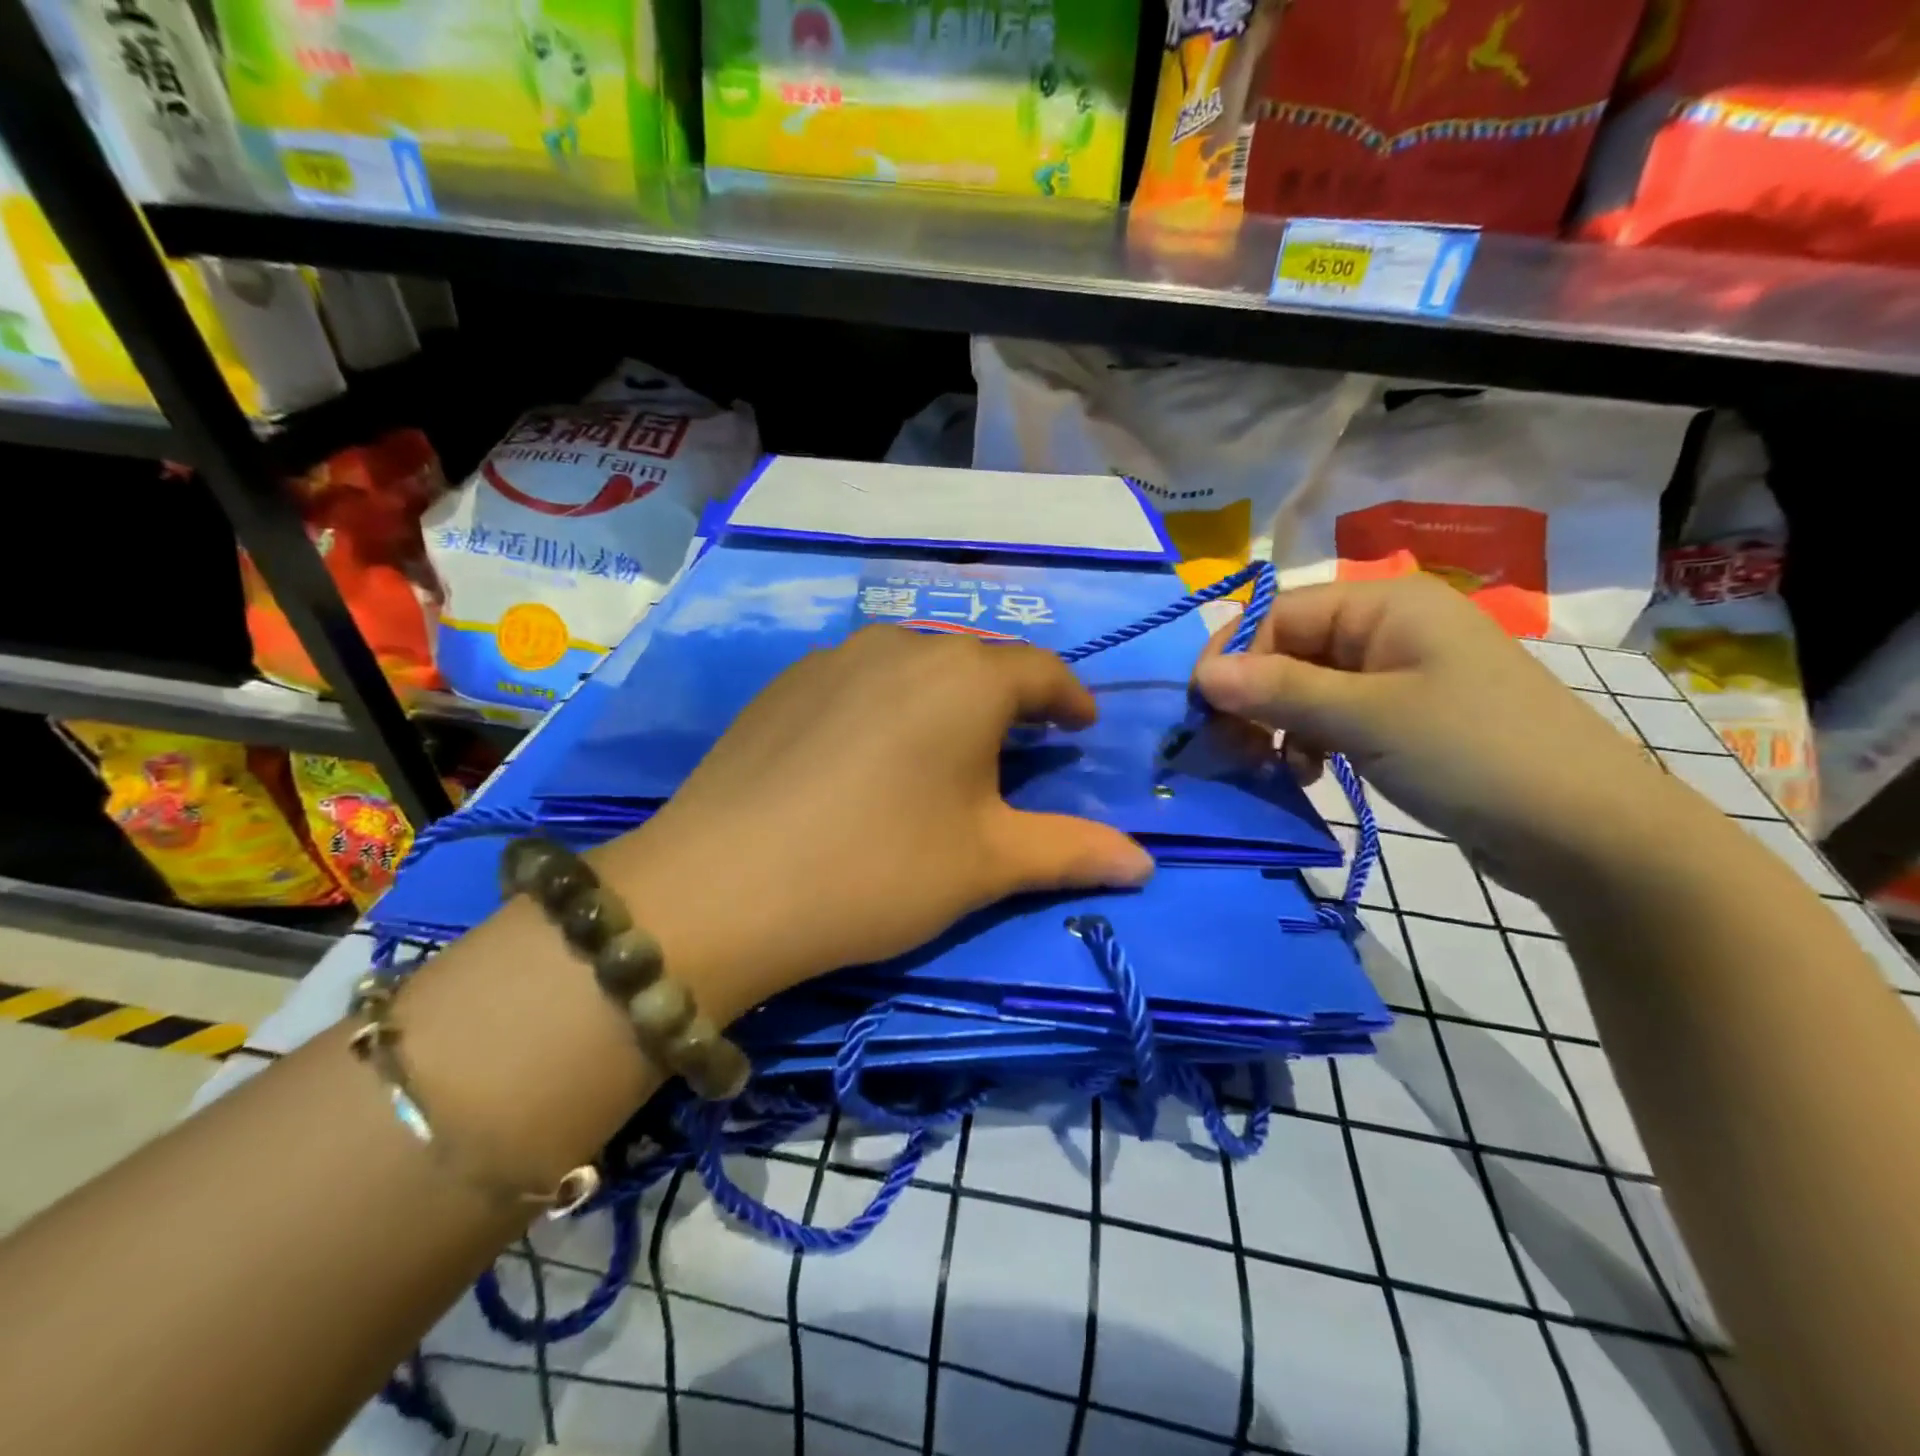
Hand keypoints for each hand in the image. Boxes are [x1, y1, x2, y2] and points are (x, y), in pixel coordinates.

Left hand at [597, 626, 1153, 1019]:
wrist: (722, 886)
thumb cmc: (878, 869)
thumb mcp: (986, 864)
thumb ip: (1071, 851)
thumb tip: (1145, 864)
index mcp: (966, 678)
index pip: (1040, 671)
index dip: (1069, 699)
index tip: (1081, 727)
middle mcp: (902, 646)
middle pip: (976, 661)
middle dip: (1009, 697)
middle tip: (1020, 741)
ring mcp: (834, 657)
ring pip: (914, 662)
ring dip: (946, 694)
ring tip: (947, 741)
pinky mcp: (784, 682)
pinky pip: (859, 677)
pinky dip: (887, 701)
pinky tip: (870, 749)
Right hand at [1191, 574, 1694, 903]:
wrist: (1587, 833)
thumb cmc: (1474, 754)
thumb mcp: (1366, 717)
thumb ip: (1278, 690)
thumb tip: (1201, 673)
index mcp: (1385, 604)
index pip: (1279, 614)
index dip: (1234, 657)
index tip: (1202, 710)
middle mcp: (1389, 629)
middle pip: (1290, 650)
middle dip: (1254, 697)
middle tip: (1232, 747)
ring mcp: (1399, 676)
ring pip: (1306, 689)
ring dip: (1279, 725)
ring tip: (1275, 768)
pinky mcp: (1405, 720)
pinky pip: (1334, 718)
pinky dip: (1310, 743)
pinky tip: (1308, 775)